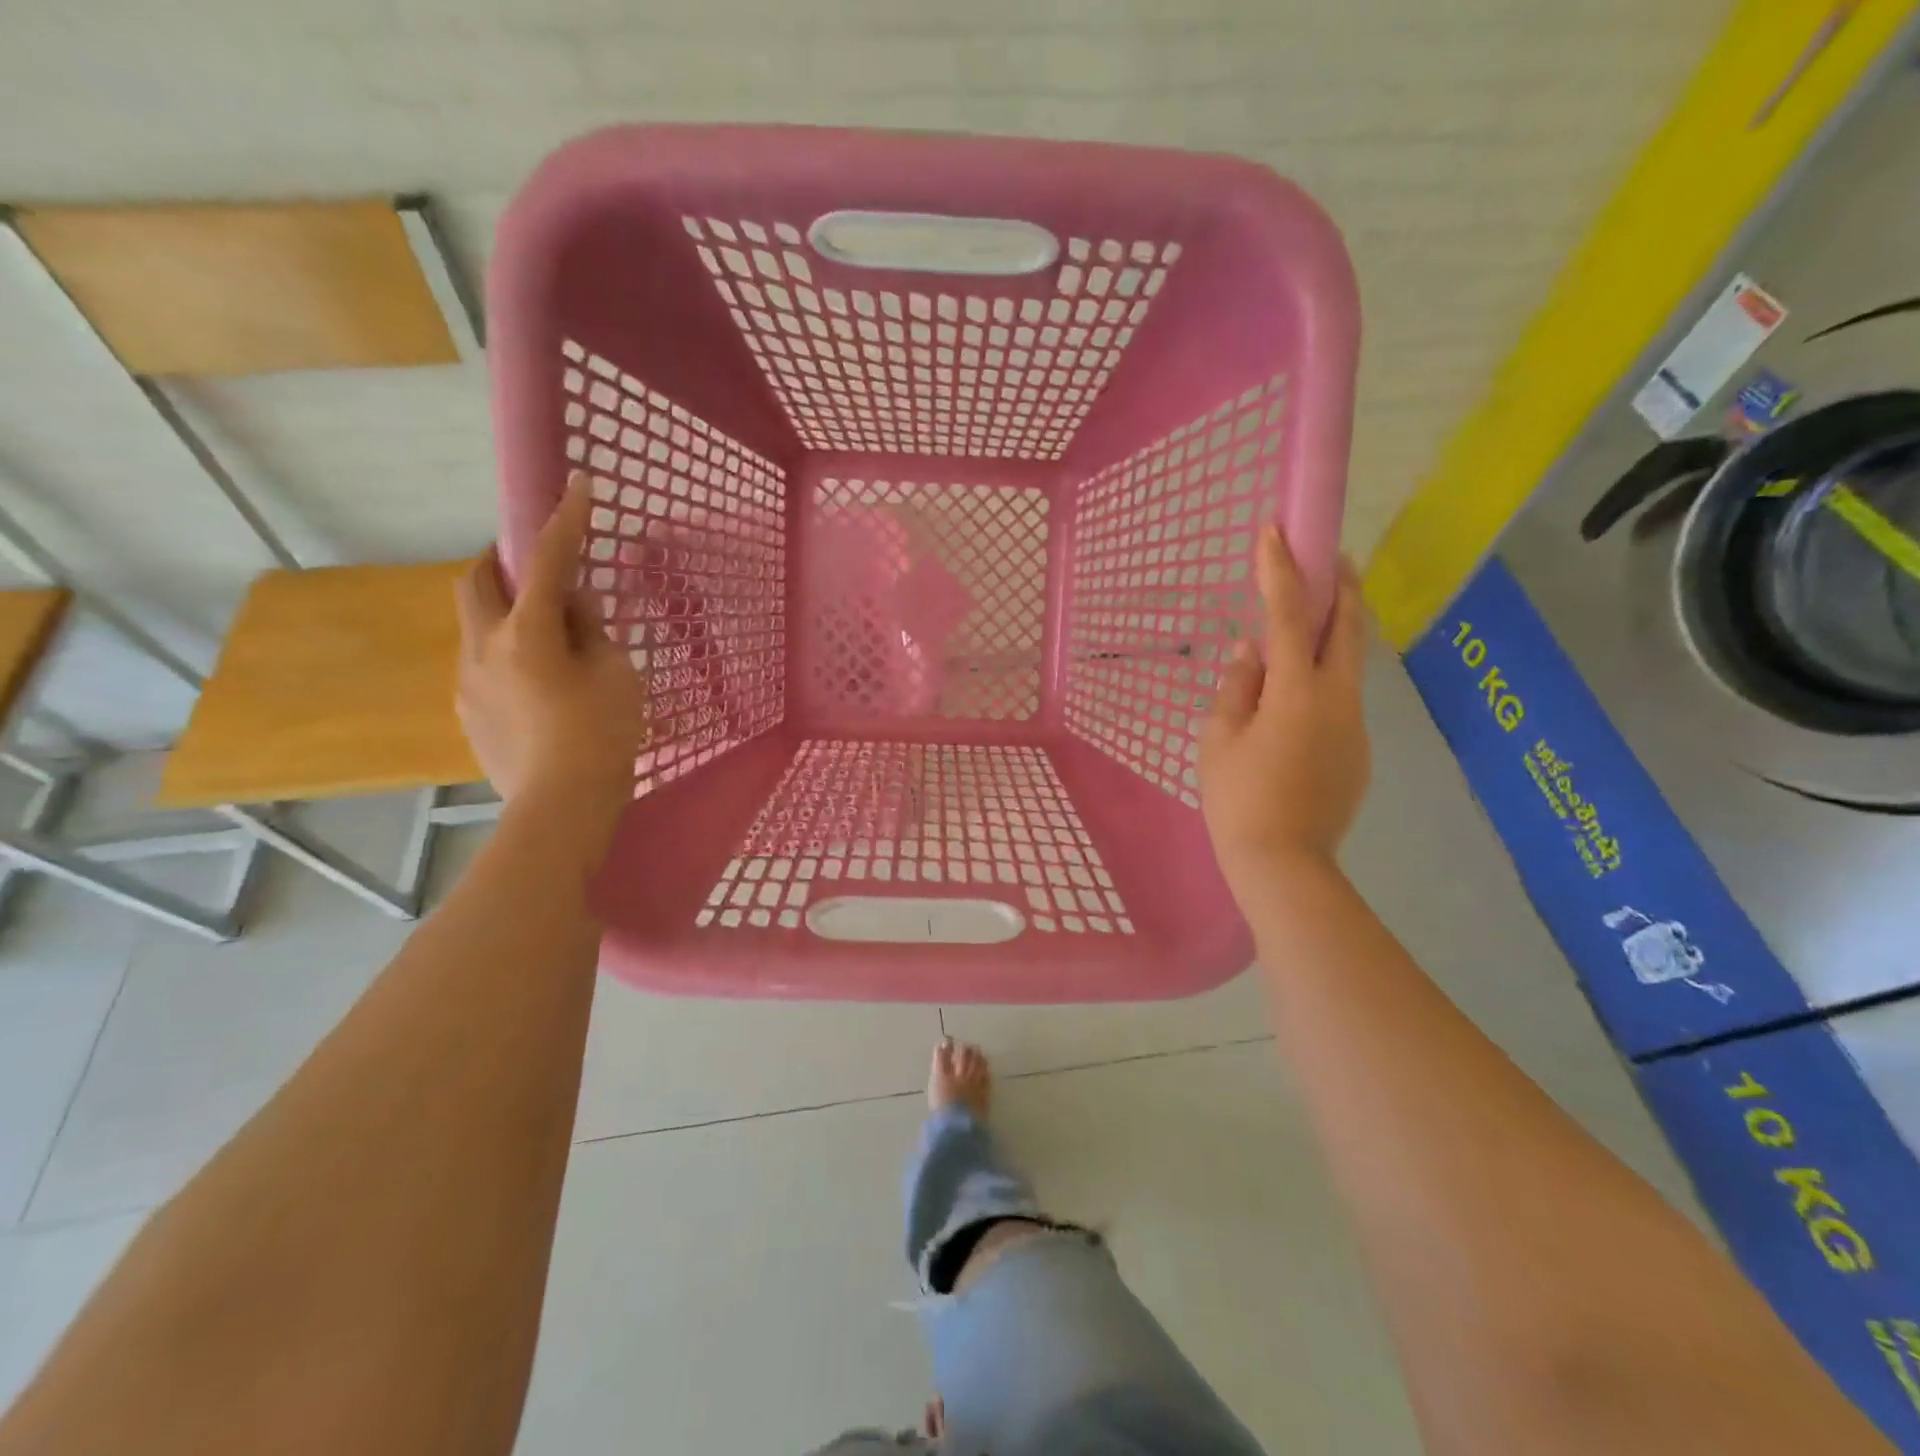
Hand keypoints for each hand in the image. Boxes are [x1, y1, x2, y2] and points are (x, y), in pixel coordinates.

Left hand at [454, 473, 645, 820]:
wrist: (562, 807)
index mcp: (527, 633)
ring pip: (475, 625)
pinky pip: (482, 664)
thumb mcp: (616, 676)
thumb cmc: (602, 735)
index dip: (564, 520)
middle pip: (476, 582)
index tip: (576, 485)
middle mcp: (484, 647)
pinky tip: (537, 685)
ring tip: (545, 638)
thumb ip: (593, 633)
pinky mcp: (468, 712)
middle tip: (533, 567)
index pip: (548, 561)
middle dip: (500, 562)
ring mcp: (468, 682)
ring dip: (504, 614)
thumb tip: (575, 607)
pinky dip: (505, 654)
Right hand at [1199, 526, 1369, 890]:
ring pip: (1349, 664)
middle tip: (1332, 557)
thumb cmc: (1238, 798)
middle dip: (1341, 586)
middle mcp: (1337, 699)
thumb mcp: (1218, 739)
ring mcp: (1354, 726)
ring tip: (1309, 625)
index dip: (1281, 570)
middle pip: (1348, 628)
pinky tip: (1298, 701)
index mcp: (1296, 692)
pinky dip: (1324, 680)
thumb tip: (1251, 652)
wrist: (1284, 864)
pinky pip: (1341, 700)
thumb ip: (1235, 688)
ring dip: (1335, 633)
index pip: (1289, 615)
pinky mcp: (1358, 751)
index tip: (1276, 530)